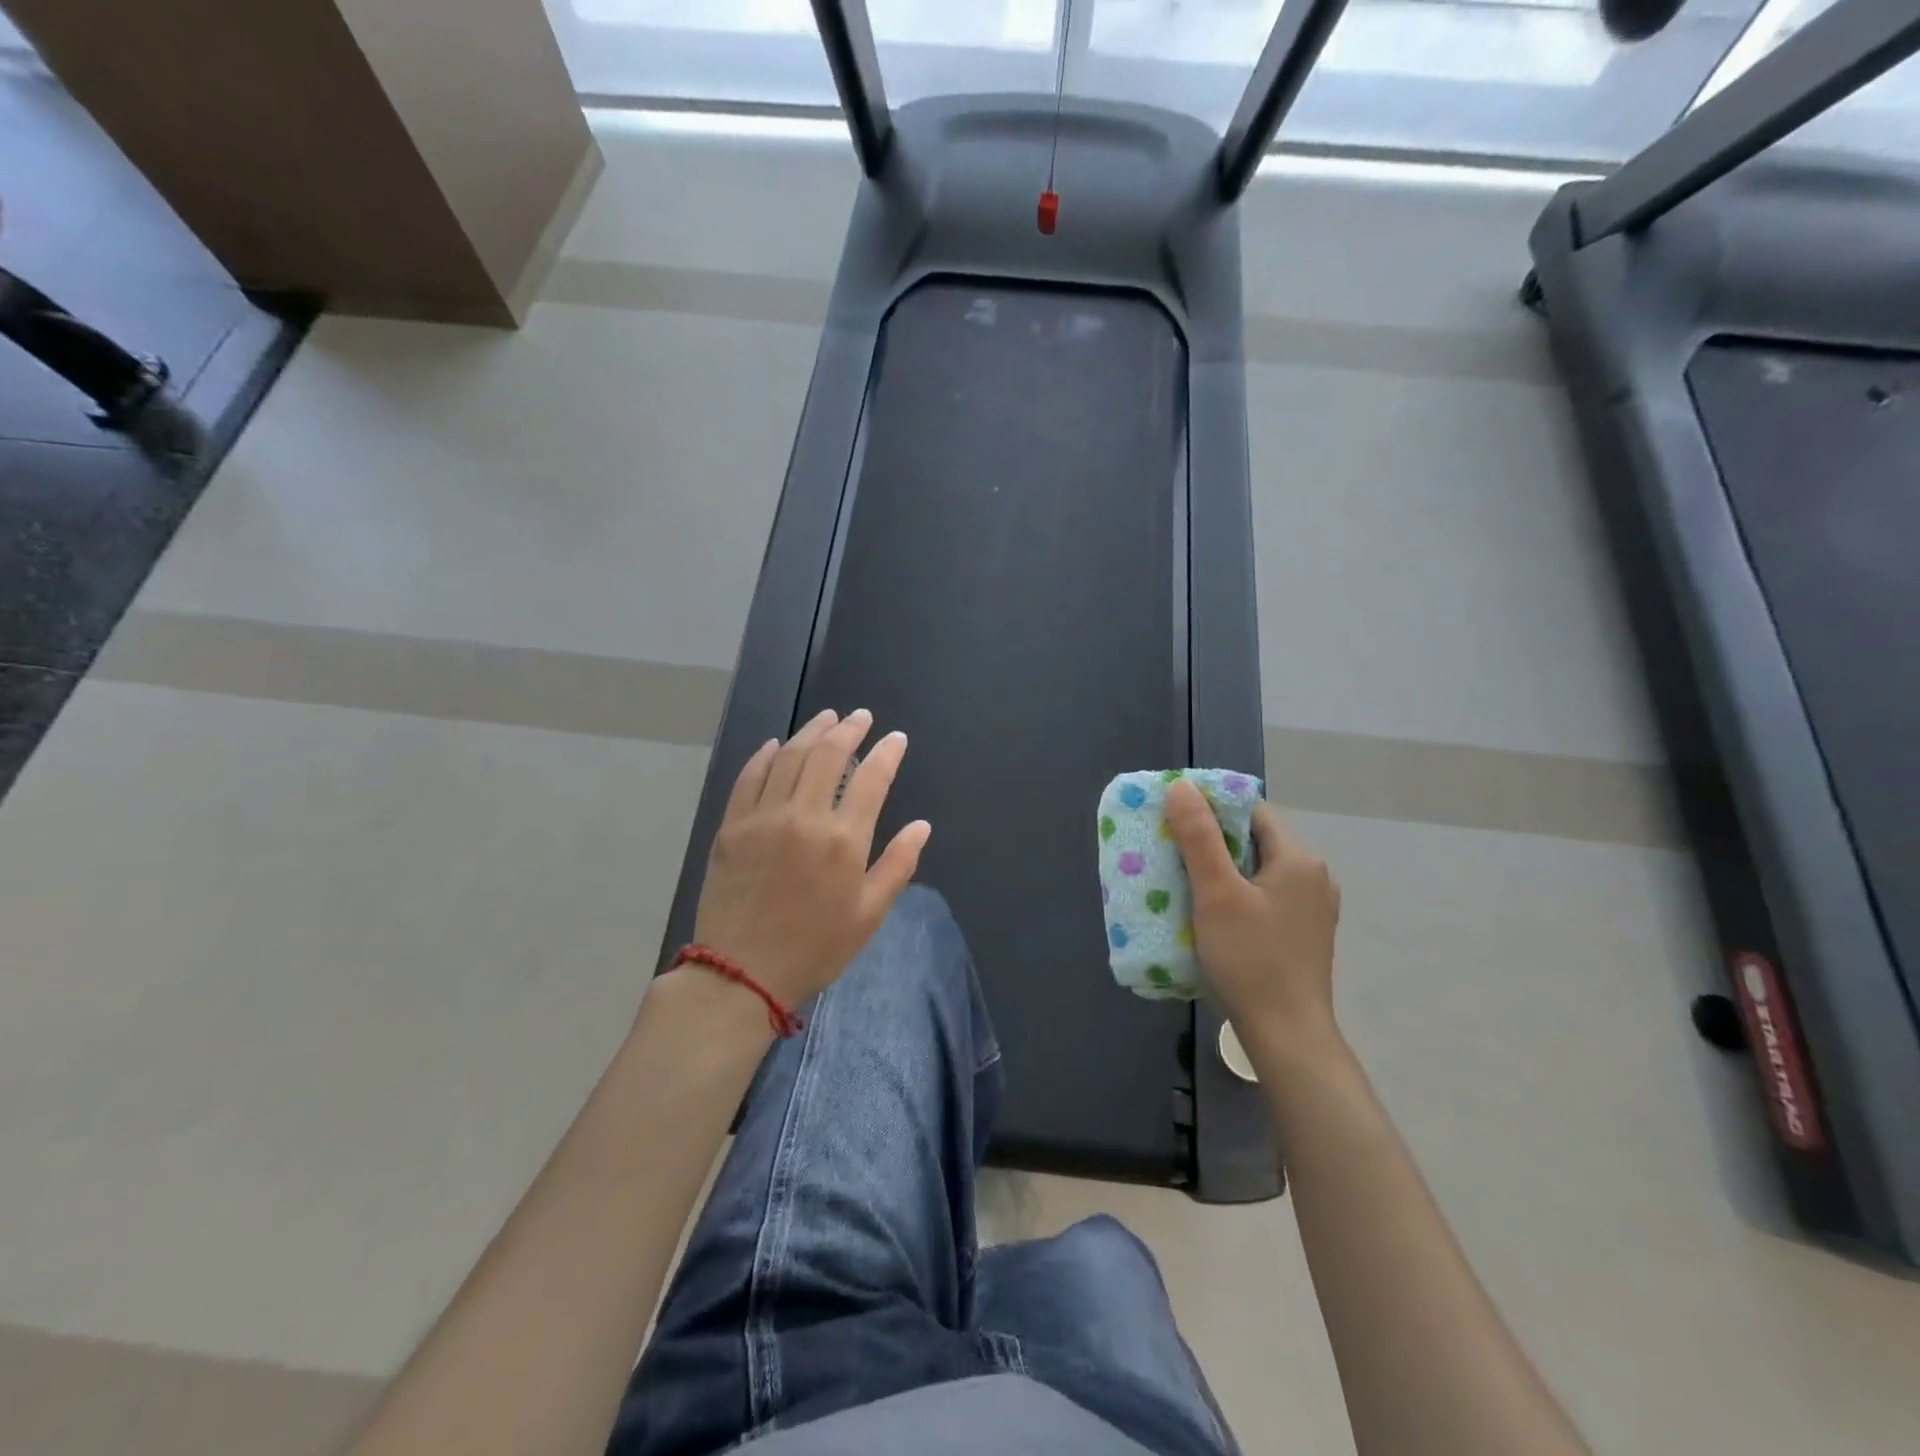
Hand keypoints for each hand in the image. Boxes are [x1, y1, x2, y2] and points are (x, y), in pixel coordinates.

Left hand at [689, 709, 929, 1011]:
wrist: (741, 973)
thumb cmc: (815, 947)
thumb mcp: (869, 914)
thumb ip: (898, 865)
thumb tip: (921, 826)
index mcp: (843, 840)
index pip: (872, 779)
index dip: (887, 753)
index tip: (896, 738)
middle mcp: (804, 816)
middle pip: (828, 756)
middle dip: (848, 729)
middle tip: (860, 717)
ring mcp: (763, 817)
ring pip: (789, 758)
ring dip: (811, 732)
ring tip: (827, 718)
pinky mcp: (732, 826)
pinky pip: (750, 778)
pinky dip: (765, 755)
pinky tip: (777, 744)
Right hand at [1164, 779, 1341, 1057]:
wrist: (1287, 1035)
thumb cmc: (1251, 959)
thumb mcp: (1216, 893)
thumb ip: (1198, 837)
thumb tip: (1181, 787)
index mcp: (1298, 859)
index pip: (1252, 811)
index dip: (1212, 806)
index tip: (1174, 816)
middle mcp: (1313, 877)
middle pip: (1255, 840)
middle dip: (1211, 839)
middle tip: (1169, 846)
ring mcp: (1311, 909)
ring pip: (1258, 871)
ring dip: (1222, 869)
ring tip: (1181, 877)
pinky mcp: (1301, 935)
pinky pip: (1264, 897)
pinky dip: (1236, 894)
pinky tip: (1209, 912)